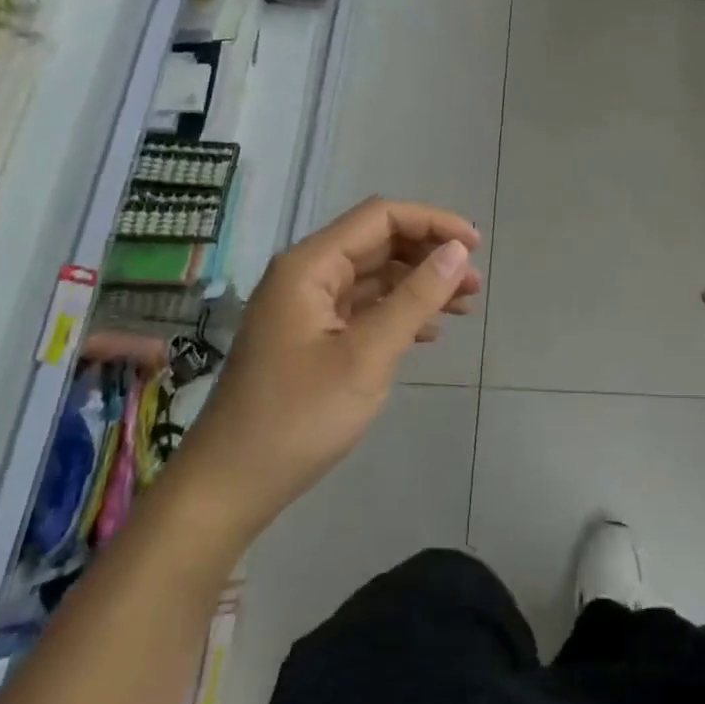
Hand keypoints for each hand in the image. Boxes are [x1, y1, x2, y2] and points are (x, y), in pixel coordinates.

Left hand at [183, 198, 481, 521]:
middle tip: (474, 283)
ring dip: (419, 284)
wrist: (230, 486)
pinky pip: (363, 307)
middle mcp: (307, 275)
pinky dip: (398, 311)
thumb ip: (415, 298)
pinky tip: (430, 332)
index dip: (432, 222)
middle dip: (429, 255)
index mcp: (310, 266)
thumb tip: (457, 251)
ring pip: (374, 276)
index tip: (474, 246)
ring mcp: (307, 307)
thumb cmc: (298, 418)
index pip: (380, 217)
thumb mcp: (367, 356)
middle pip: (378, 242)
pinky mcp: (311, 336)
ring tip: (464, 306)